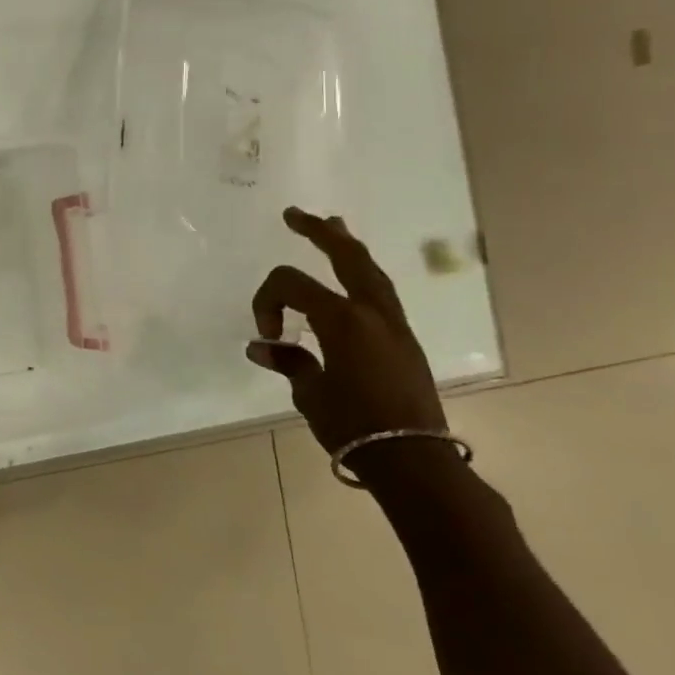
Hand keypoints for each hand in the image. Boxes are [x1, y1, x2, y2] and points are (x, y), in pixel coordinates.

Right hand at [247, 208, 448, 458]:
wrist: (413, 458)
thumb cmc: (354, 426)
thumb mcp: (309, 393)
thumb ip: (288, 361)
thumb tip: (261, 346)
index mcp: (342, 320)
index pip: (291, 285)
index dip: (267, 301)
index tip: (267, 335)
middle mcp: (372, 312)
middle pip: (346, 256)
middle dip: (319, 232)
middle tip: (295, 215)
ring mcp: (393, 324)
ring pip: (370, 270)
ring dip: (348, 247)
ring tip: (334, 227)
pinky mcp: (404, 339)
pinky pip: (381, 291)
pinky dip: (362, 273)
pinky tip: (353, 275)